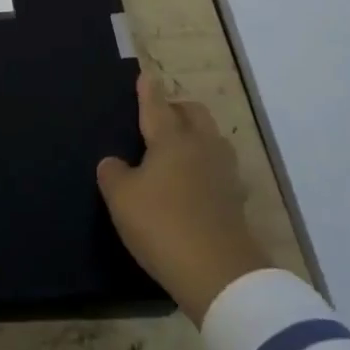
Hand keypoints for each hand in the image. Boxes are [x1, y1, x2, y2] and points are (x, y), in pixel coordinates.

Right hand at [97, 72, 266, 325]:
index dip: (148, 90)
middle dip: (177, 108)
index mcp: (171, 139)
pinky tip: (194, 183)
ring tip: (177, 150)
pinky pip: (219, 169)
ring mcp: (224, 173)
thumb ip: (113, 173)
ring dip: (196, 136)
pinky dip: (205, 167)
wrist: (220, 275)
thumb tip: (114, 162)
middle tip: (160, 117)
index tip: (146, 74)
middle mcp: (201, 146)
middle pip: (193, 114)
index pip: (157, 105)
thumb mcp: (121, 198)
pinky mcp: (237, 200)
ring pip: (211, 139)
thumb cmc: (162, 225)